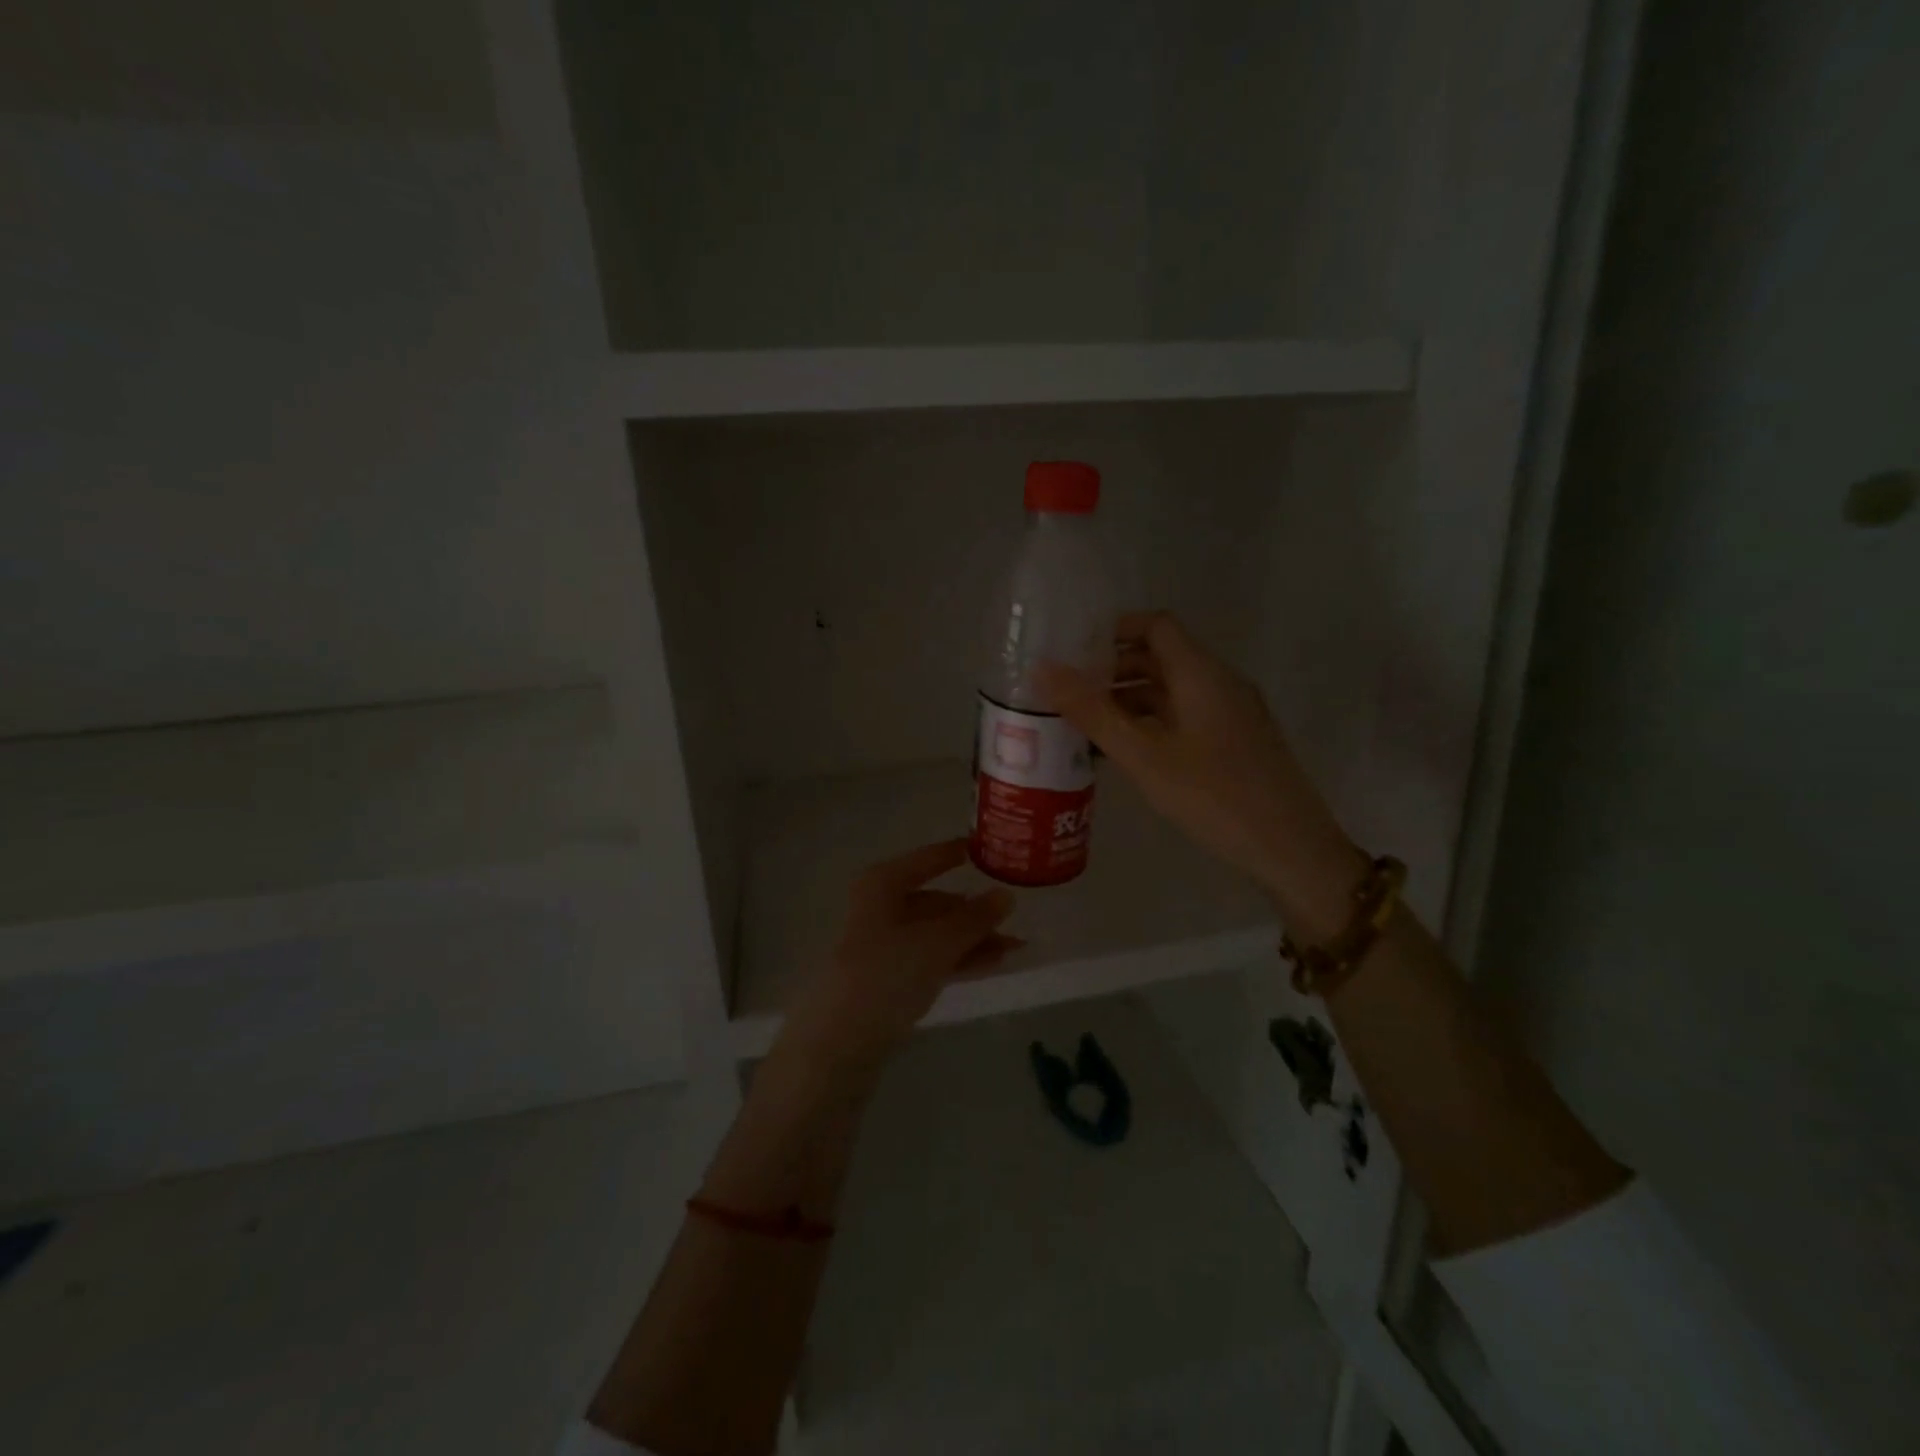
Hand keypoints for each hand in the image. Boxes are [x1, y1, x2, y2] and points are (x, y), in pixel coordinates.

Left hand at [782, 839, 1018, 1067]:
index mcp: (882, 885)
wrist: (840, 1042)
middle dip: (973, 911)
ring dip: (972, 938)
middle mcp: (879, 908)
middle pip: (933, 901)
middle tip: (1013, 916)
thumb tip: (1006, 895)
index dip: (955, 854)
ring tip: (1014, 947)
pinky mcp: (886, 978)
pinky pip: (929, 958)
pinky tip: (990, 964)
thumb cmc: (887, 973)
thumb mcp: (937, 942)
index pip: (927, 860)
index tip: (985, 848)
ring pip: (934, 933)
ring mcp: (881, 945)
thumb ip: (974, 918)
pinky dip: (957, 959)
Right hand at [1037, 611, 1363, 939]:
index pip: (1156, 625)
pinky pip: (1184, 717)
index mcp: (1201, 673)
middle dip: (1113, 669)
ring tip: (1084, 724)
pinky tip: (1122, 752)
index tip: (1073, 650)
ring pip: (1171, 691)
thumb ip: (1093, 712)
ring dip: (1128, 700)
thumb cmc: (1213, 796)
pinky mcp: (1234, 742)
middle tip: (1068, 691)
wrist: (1291, 849)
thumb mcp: (1144, 755)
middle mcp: (1219, 683)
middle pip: (1161, 656)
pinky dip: (1150, 723)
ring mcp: (1230, 714)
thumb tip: (1043, 670)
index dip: (1114, 630)